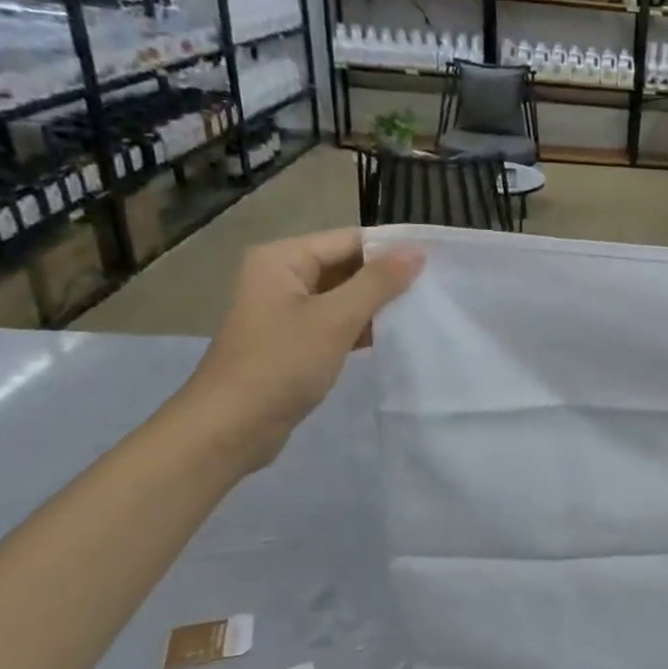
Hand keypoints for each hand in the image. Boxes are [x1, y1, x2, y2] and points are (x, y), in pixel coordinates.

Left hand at [178, 229, 422, 468]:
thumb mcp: (335, 319)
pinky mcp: (294, 340)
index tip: (437, 262)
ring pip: (343, 295)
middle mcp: (281, 276)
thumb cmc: (280, 365)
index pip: (349, 239)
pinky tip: (395, 335)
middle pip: (346, 265)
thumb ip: (378, 282)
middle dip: (387, 277)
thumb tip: (416, 251)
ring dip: (378, 304)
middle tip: (436, 288)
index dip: (392, 249)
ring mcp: (286, 310)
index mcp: (283, 259)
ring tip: (424, 309)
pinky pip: (336, 322)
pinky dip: (362, 326)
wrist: (230, 428)